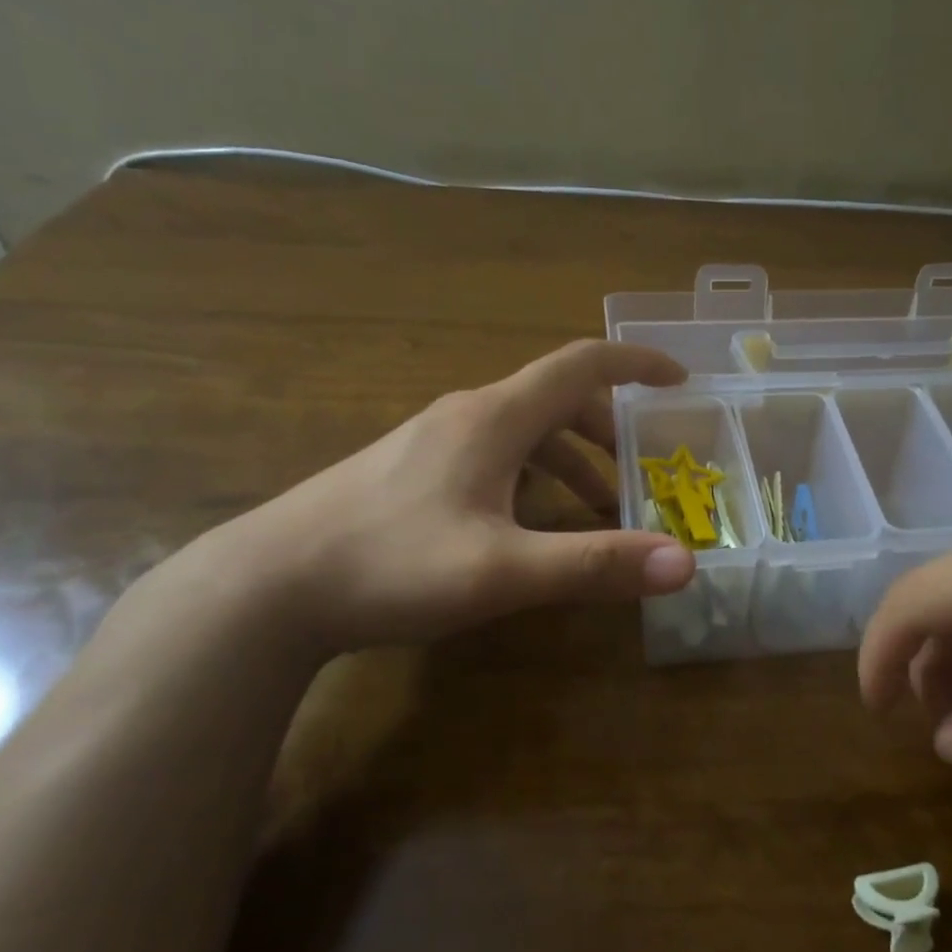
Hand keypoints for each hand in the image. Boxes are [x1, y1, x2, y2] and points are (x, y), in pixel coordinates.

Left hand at [225, 340, 696, 649]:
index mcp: (494, 418)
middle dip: (609, 433)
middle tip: (642, 475)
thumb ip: (596, 564)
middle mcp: (465, 415)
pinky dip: (532, 480)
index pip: (581, 365)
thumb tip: (686, 563)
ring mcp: (431, 442)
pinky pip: (492, 458)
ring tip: (598, 514)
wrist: (265, 587)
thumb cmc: (390, 564)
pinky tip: (528, 527)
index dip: (636, 364)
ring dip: (571, 464)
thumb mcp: (504, 570)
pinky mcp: (408, 471)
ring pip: (523, 434)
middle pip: (555, 401)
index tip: (679, 381)